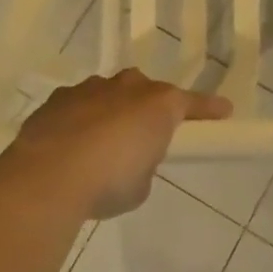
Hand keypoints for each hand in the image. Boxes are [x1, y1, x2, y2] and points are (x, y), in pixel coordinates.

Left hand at [4, 70, 232, 218]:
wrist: (48, 176)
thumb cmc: (109, 181)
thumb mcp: (141, 184)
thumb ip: (144, 165)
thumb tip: (131, 161)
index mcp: (158, 104)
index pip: (192, 103)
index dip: (209, 109)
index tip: (224, 111)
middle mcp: (127, 87)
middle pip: (146, 91)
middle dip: (148, 108)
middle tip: (146, 135)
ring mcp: (89, 89)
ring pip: (109, 93)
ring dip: (112, 112)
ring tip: (102, 144)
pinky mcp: (58, 99)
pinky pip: (78, 105)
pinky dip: (80, 120)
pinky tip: (71, 145)